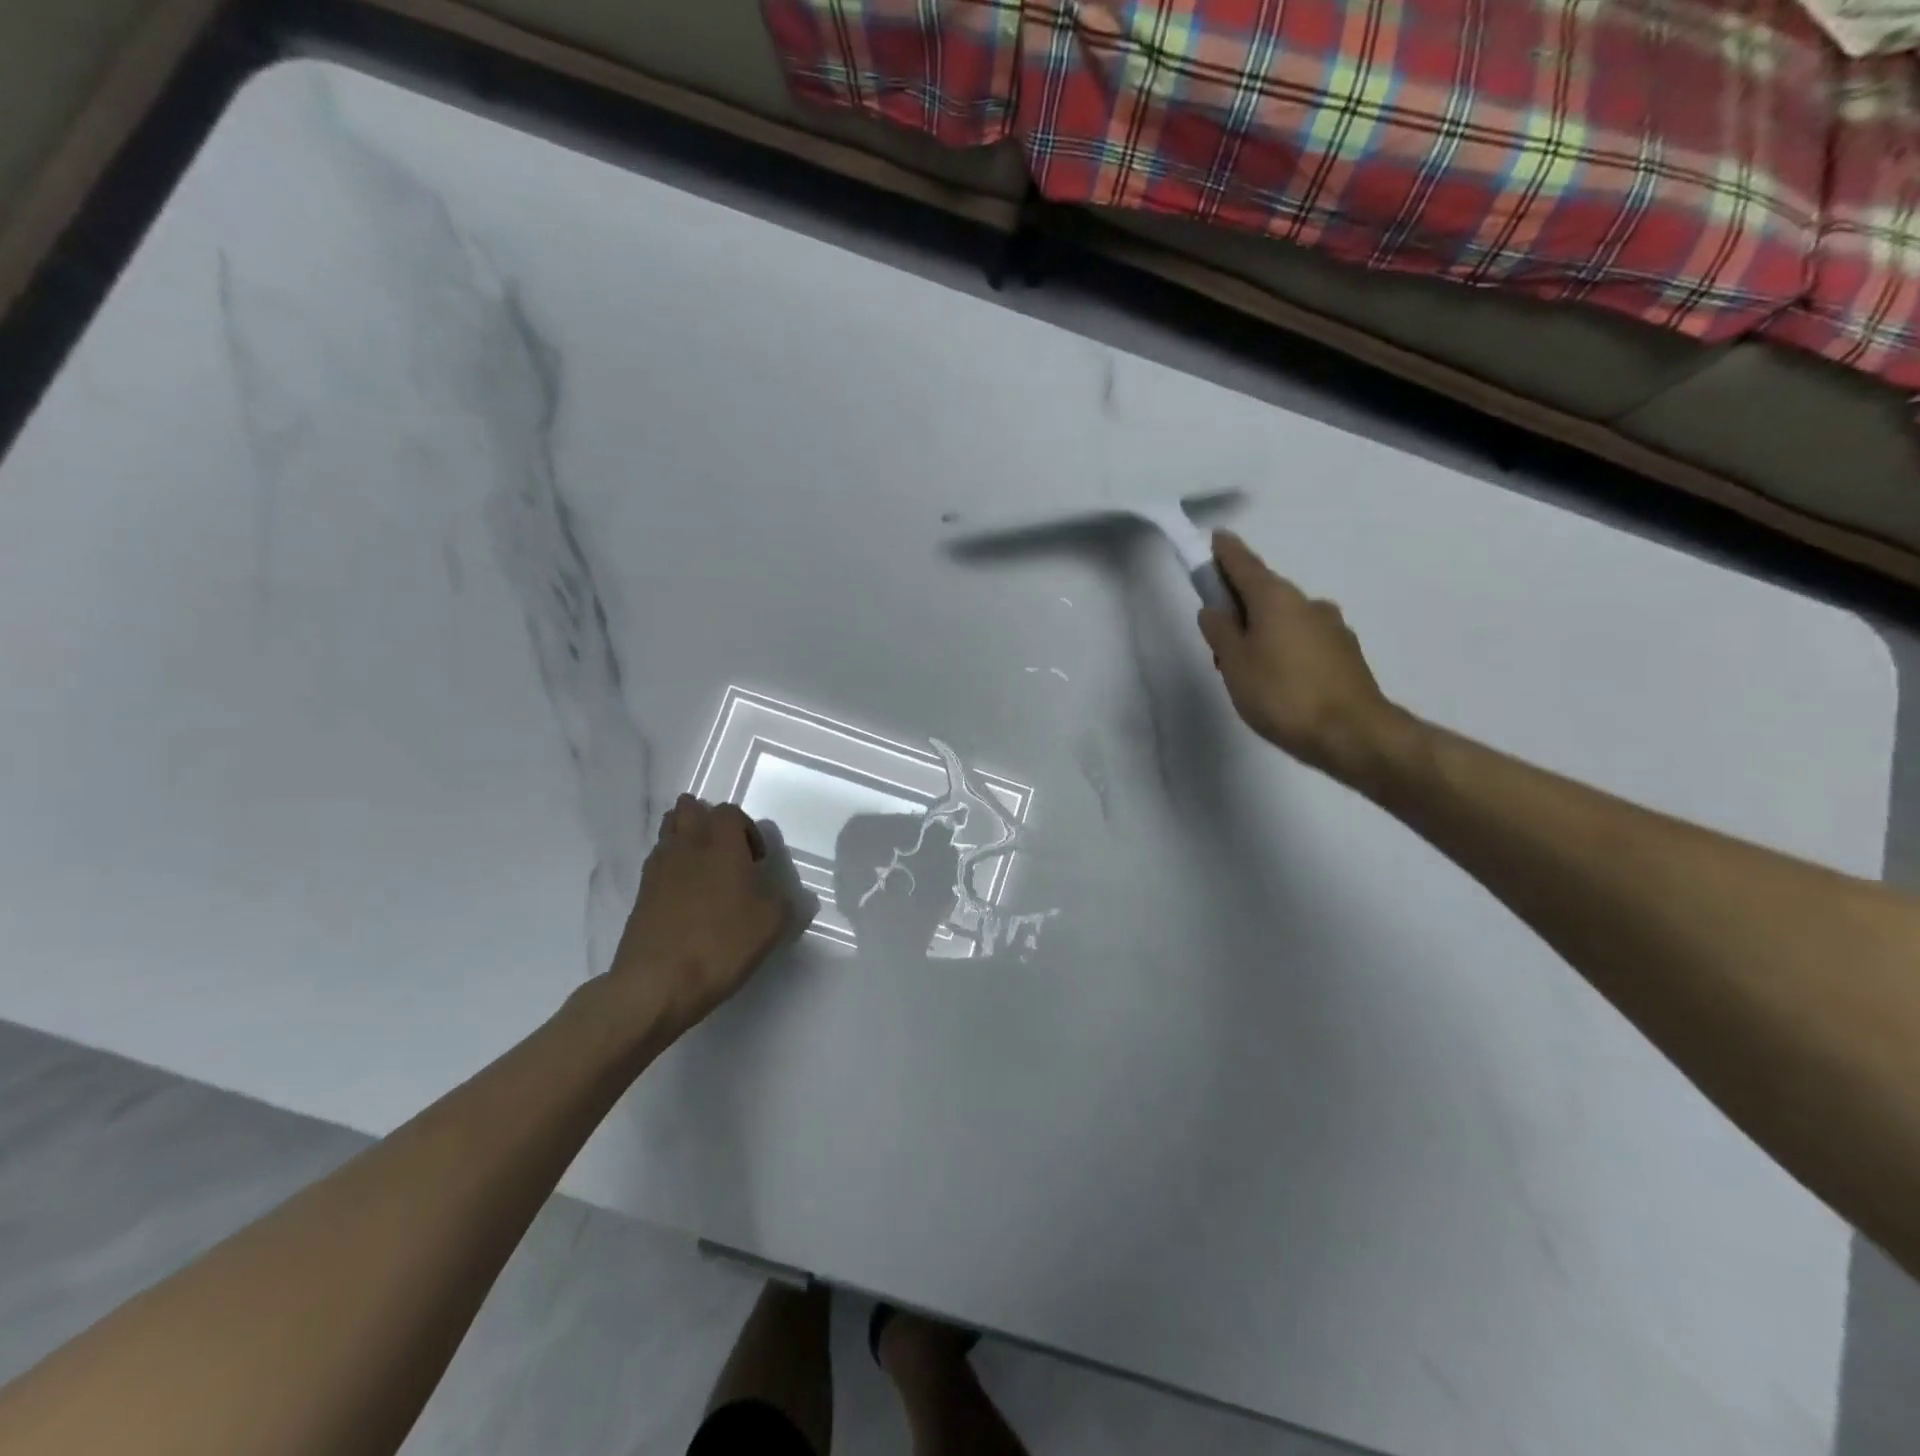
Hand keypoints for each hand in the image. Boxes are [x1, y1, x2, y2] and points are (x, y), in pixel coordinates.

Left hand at [608, 796, 792, 1039]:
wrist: (657, 983)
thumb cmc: (721, 943)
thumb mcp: (772, 925)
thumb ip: (786, 902)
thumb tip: (792, 897)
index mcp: (720, 843)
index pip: (730, 812)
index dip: (747, 830)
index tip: (758, 862)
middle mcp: (686, 845)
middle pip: (690, 809)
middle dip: (708, 822)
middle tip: (728, 854)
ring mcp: (658, 868)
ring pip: (669, 832)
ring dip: (687, 840)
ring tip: (706, 873)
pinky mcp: (641, 894)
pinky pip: (658, 863)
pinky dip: (672, 868)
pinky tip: (687, 898)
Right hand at [1198, 530, 1406, 787]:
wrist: (1352, 734)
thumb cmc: (1281, 694)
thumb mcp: (1235, 665)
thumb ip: (1220, 633)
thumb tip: (1214, 609)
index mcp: (1276, 598)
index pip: (1244, 564)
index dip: (1226, 552)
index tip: (1215, 538)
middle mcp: (1307, 603)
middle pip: (1265, 593)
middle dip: (1241, 604)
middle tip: (1219, 633)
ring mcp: (1332, 627)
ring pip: (1286, 619)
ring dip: (1264, 630)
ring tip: (1247, 668)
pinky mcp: (1346, 653)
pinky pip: (1304, 639)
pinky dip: (1286, 648)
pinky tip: (1279, 679)